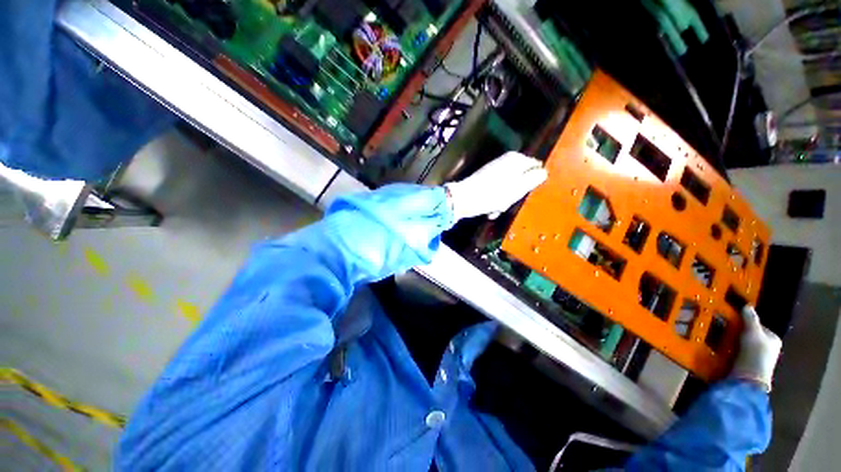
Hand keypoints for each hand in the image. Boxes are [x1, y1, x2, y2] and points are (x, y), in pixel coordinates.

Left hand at [445, 151, 547, 220]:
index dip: (533, 182)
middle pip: (521, 179)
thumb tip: (543, 172)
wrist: (463, 199)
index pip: (535, 167)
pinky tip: (490, 209)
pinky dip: (495, 200)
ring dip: (504, 200)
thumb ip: (534, 178)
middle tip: (509, 203)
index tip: (527, 194)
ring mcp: (493, 170)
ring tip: (496, 208)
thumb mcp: (518, 188)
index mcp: (516, 159)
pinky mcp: (485, 180)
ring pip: (508, 187)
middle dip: (516, 193)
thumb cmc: (493, 194)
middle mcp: (505, 161)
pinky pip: (497, 190)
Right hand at [731, 306, 781, 391]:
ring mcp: (759, 359)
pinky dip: (733, 351)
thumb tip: (747, 305)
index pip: (759, 326)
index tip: (735, 322)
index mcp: (774, 340)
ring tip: (724, 340)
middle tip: (728, 330)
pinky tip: (726, 351)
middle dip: (741, 333)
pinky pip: (740, 354)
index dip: (747, 323)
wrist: (749, 379)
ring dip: (736, 343)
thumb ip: (750, 319)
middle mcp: (769, 349)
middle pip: (752, 336)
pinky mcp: (749, 366)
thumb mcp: (752, 332)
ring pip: (745, 346)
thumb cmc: (755, 353)